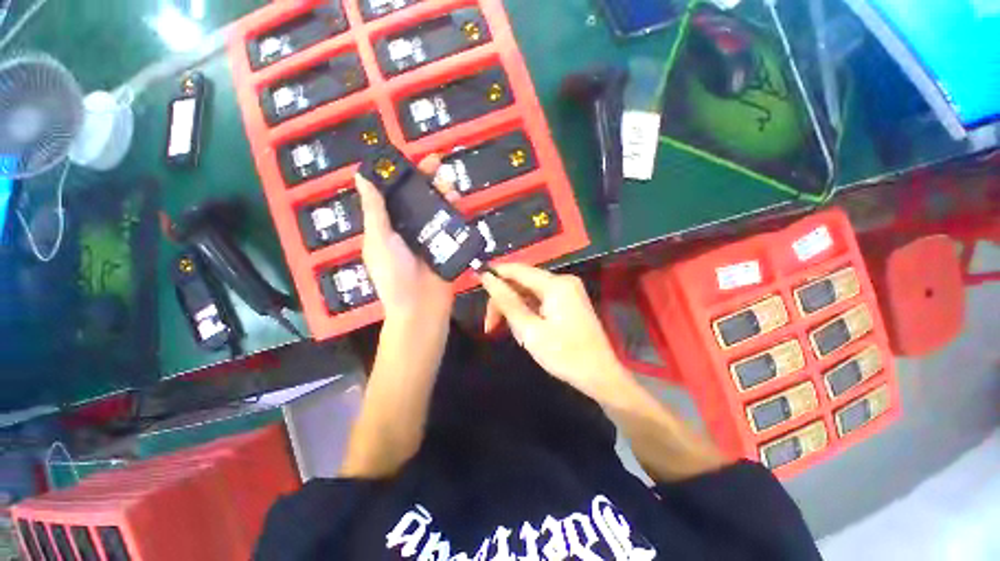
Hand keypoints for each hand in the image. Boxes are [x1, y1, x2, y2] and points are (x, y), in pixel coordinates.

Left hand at [355, 155, 459, 323]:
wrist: (421, 307)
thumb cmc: (394, 275)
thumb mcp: (379, 240)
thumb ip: (375, 210)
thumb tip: (361, 176)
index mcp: (389, 225)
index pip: (395, 193)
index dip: (403, 175)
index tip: (410, 158)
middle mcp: (410, 227)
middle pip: (420, 198)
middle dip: (428, 180)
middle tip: (439, 164)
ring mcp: (431, 236)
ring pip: (438, 209)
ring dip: (444, 194)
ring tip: (450, 186)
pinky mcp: (448, 246)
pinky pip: (453, 225)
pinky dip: (456, 213)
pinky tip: (459, 204)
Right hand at [480, 263, 630, 399]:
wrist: (600, 376)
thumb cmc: (564, 355)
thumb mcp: (530, 330)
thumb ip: (507, 301)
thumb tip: (487, 278)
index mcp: (556, 284)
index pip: (517, 270)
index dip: (495, 274)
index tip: (475, 284)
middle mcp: (563, 281)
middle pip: (523, 282)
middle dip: (505, 301)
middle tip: (491, 326)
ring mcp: (568, 291)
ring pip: (531, 293)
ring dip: (516, 310)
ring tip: (514, 334)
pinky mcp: (569, 302)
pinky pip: (541, 300)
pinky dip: (529, 313)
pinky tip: (526, 330)